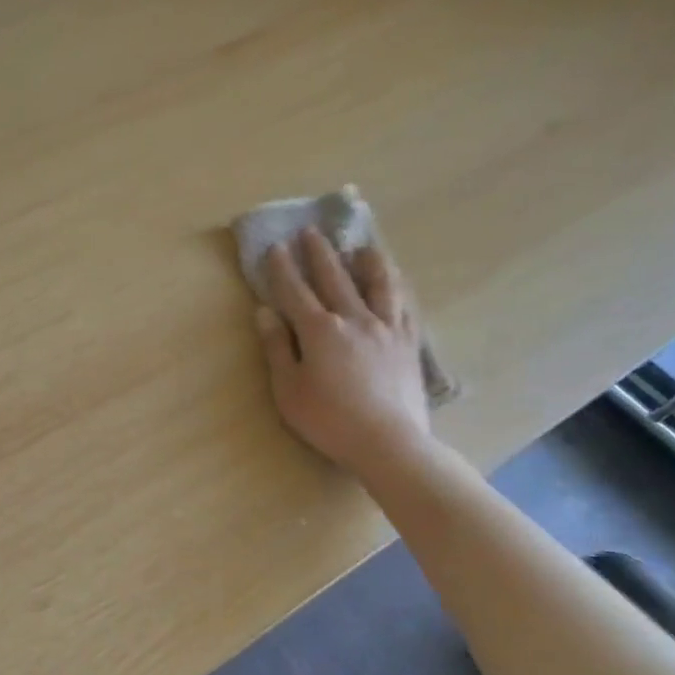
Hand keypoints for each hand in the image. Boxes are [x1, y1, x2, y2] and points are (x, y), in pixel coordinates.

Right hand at [254, 228, 432, 479]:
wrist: (388, 442)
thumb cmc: (328, 420)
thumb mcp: (288, 389)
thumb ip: (277, 347)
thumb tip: (265, 311)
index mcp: (319, 330)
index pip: (295, 291)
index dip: (283, 268)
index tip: (276, 247)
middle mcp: (354, 318)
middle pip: (334, 278)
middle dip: (320, 253)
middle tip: (311, 231)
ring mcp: (387, 328)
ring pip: (378, 284)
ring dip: (366, 261)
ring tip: (362, 246)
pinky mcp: (409, 343)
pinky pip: (404, 305)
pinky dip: (396, 288)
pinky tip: (394, 283)